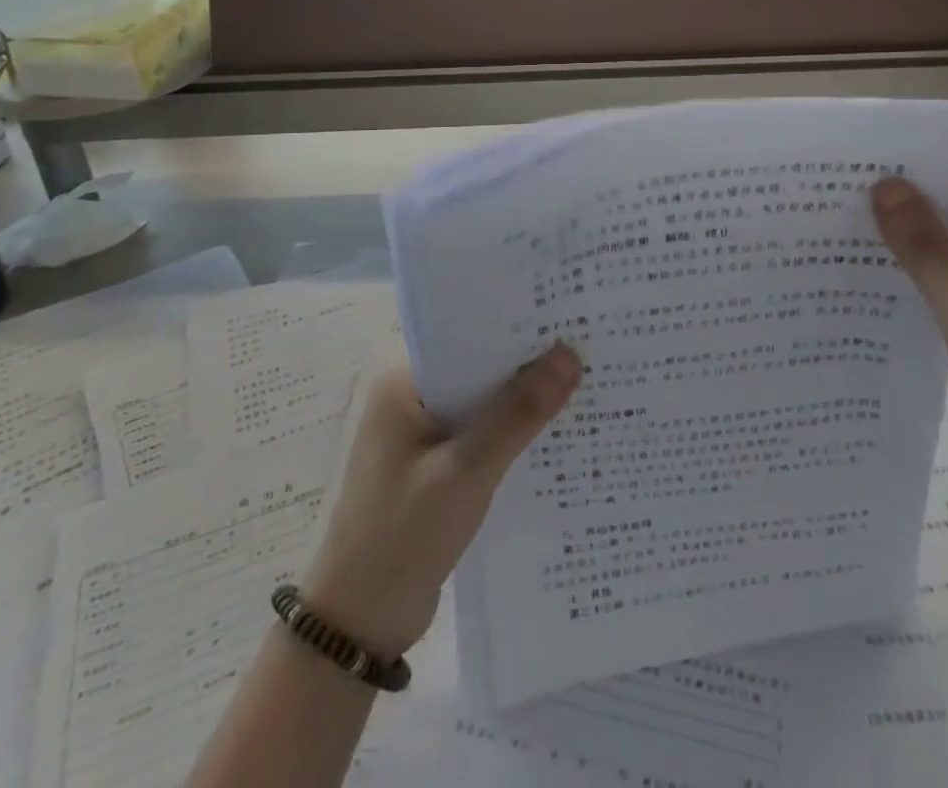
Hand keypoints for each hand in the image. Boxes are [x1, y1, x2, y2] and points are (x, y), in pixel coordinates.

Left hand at [301, 343, 580, 658]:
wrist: (359, 628)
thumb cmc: (403, 537)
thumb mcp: (467, 471)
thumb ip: (519, 414)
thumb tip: (570, 354)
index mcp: (403, 383)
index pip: (469, 338)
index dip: (518, 328)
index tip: (569, 318)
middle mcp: (411, 399)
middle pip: (479, 369)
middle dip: (528, 365)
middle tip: (589, 348)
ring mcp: (422, 435)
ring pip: (484, 404)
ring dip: (523, 402)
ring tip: (585, 383)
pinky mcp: (436, 467)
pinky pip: (481, 435)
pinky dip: (511, 435)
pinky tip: (555, 435)